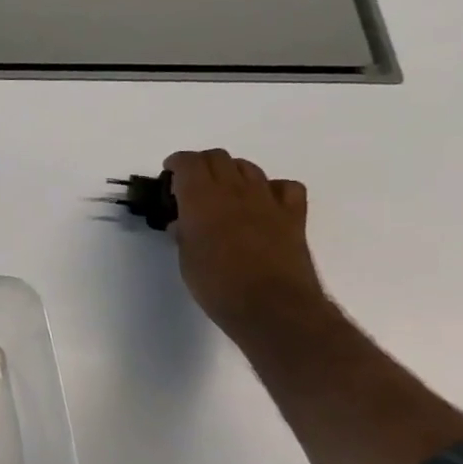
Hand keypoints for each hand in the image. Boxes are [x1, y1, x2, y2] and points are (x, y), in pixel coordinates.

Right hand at [164, 149, 328, 340]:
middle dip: (201, 165)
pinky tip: (263, 204)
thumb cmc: (217, 285)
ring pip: (248, 168)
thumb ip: (184, 233)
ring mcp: (268, 200)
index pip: (188, 162)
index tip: (169, 174)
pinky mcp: (293, 215)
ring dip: (231, 173)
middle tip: (191, 185)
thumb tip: (183, 223)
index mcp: (202, 199)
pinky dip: (271, 188)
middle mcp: (235, 190)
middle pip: (218, 157)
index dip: (177, 163)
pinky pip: (284, 187)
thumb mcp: (186, 259)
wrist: (271, 306)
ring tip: (223, 194)